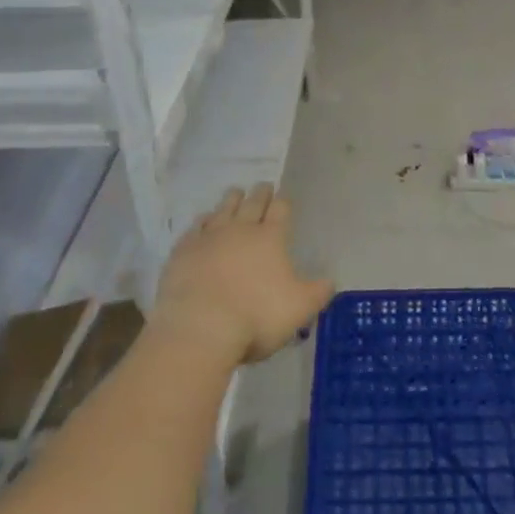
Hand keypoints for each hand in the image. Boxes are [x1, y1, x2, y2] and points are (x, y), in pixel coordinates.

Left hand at [153, 185, 334, 364]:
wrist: (200, 327)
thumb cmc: (256, 317)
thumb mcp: (299, 308)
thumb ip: (318, 292)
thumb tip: (330, 280)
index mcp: (271, 238)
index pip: (280, 210)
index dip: (283, 201)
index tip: (283, 196)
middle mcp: (241, 229)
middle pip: (252, 203)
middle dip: (260, 193)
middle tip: (263, 186)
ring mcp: (209, 237)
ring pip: (223, 209)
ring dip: (231, 200)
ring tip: (235, 192)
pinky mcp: (184, 250)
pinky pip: (195, 228)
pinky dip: (202, 222)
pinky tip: (203, 221)